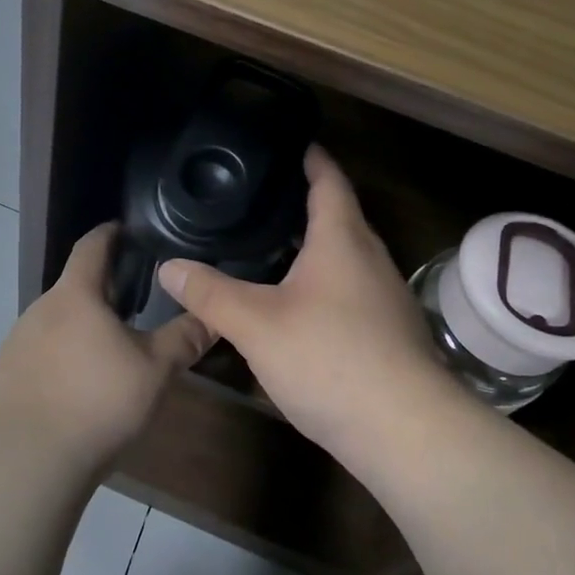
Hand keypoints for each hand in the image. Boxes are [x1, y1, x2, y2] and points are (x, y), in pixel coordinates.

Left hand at [0, 223, 213, 472]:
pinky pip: (39, 353)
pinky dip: (61, 357)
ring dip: (81, 326)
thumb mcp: (154, 370)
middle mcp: (39, 309)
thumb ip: (184, 338)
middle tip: (135, 303)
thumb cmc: (97, 401)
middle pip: (74, 286)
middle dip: (102, 290)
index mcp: (75, 295)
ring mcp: (16, 342)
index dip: (110, 233)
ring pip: (56, 322)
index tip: (127, 231)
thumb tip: (214, 315)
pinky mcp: (4, 375)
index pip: (91, 246)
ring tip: (109, 348)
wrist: (27, 459)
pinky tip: (77, 386)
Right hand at [159, 146, 454, 464]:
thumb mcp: (256, 325)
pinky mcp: (389, 333)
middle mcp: (370, 260)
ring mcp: (385, 299)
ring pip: (346, 257)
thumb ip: (210, 294)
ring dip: (315, 246)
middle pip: (341, 217)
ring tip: (271, 246)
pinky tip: (297, 303)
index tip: (293, 143)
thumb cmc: (330, 359)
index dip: (312, 159)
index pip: (329, 182)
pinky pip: (350, 290)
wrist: (406, 432)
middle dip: (307, 203)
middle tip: (262, 198)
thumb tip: (168, 267)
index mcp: (342, 241)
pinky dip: (323, 282)